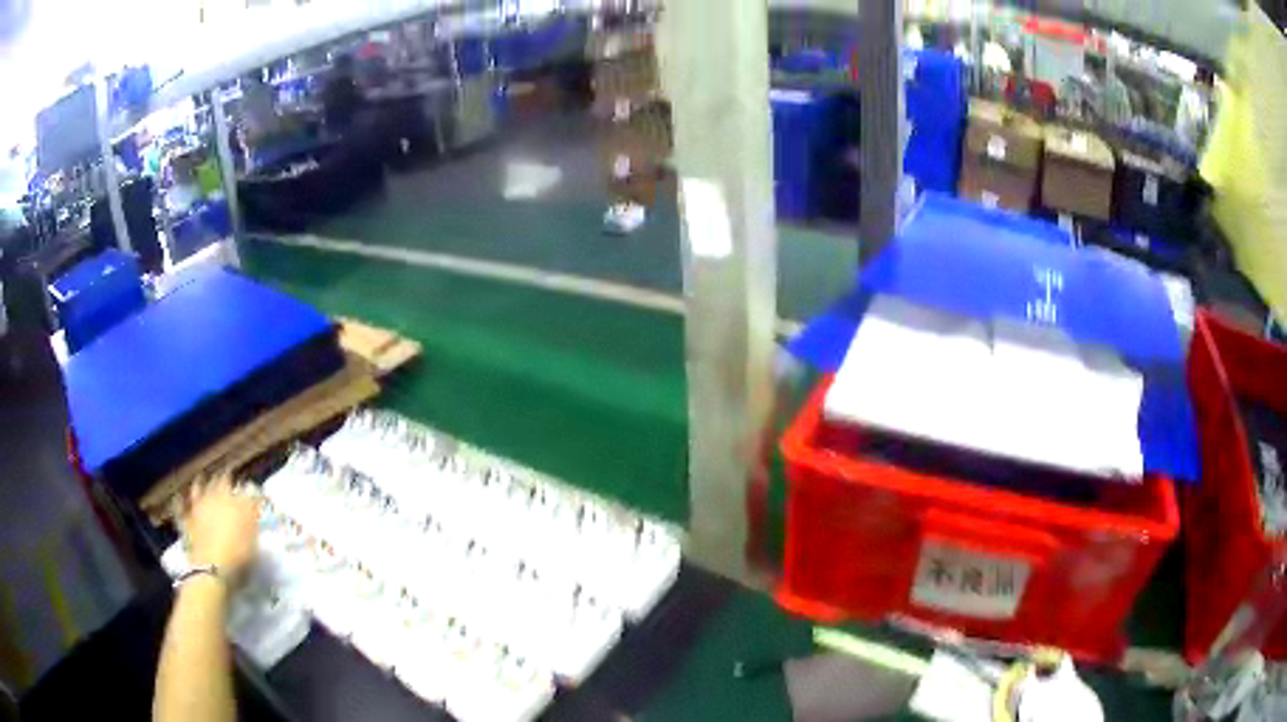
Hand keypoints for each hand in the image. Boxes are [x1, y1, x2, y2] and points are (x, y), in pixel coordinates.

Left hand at [182, 476, 258, 581]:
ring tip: (203, 482)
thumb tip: (254, 513)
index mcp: (237, 502)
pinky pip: (180, 505)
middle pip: (221, 480)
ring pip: (199, 486)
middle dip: (225, 479)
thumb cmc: (238, 558)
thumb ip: (253, 524)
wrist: (212, 570)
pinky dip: (180, 501)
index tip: (257, 496)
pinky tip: (179, 498)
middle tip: (228, 480)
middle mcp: (217, 497)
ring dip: (202, 483)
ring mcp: (199, 506)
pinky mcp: (186, 519)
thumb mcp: (254, 544)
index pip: (247, 491)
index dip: (253, 493)